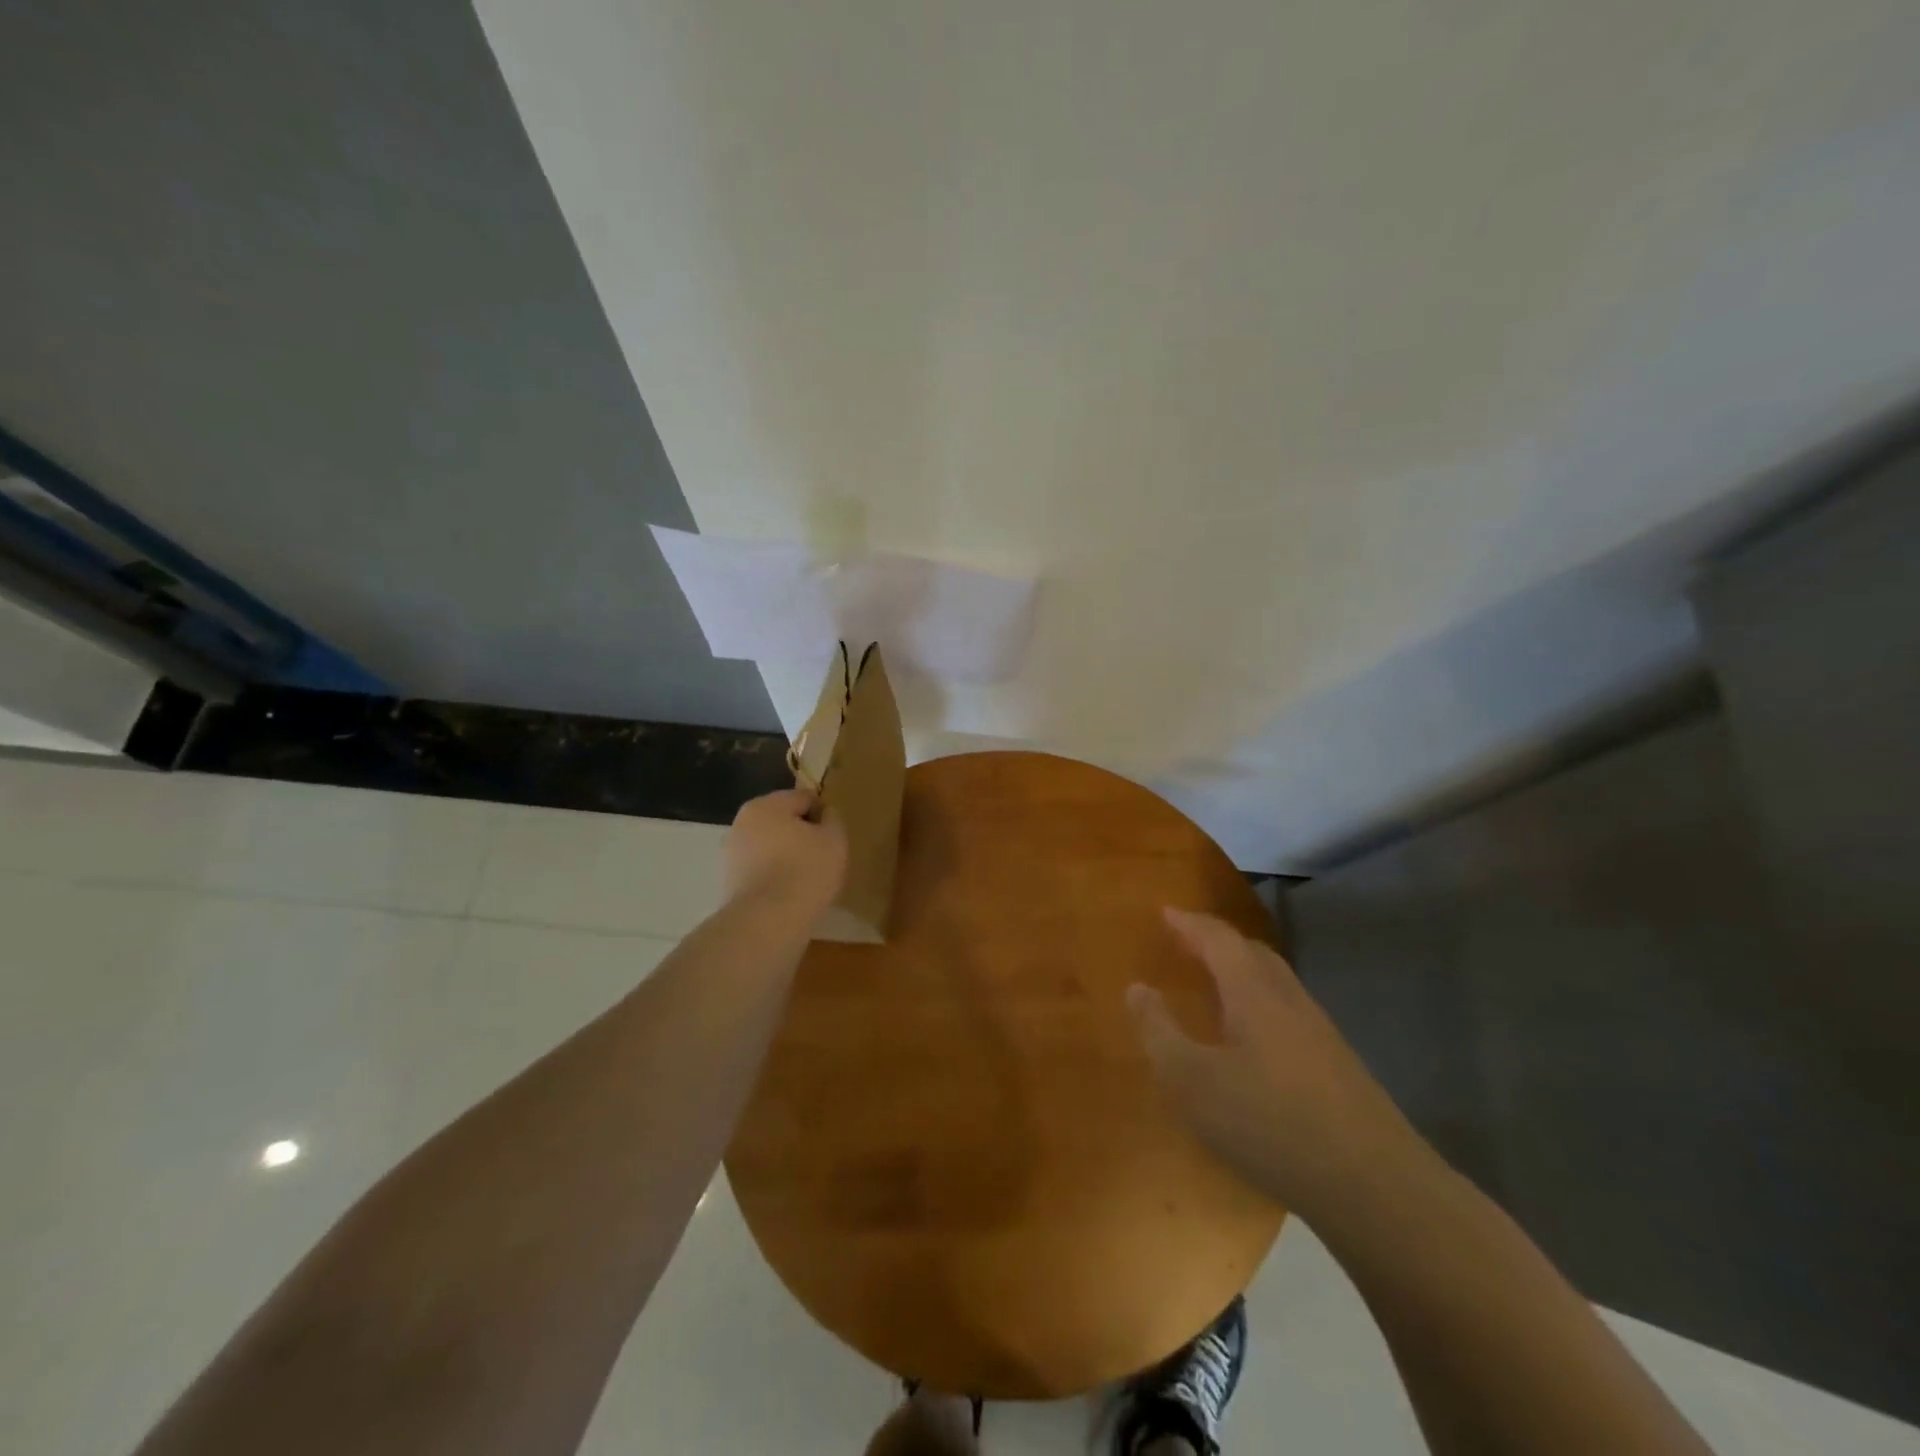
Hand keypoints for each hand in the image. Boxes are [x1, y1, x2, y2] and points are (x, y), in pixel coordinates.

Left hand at [723, 788, 847, 915]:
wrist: (767, 921)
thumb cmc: (805, 871)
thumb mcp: (834, 839)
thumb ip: (832, 819)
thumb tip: (824, 814)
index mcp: (767, 804)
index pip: (804, 798)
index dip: (824, 816)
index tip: (834, 839)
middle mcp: (742, 822)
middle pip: (783, 821)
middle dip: (802, 835)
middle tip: (822, 858)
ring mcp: (731, 852)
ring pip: (769, 846)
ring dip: (786, 855)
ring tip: (806, 879)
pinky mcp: (728, 881)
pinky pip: (760, 869)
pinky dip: (773, 876)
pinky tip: (788, 893)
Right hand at [1128, 908, 1416, 1218]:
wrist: (1375, 1185)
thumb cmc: (1270, 1122)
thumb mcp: (1192, 1081)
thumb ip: (1159, 1031)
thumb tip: (1137, 988)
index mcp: (1253, 991)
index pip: (1218, 938)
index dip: (1189, 923)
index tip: (1165, 911)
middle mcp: (1288, 999)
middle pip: (1252, 952)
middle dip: (1216, 941)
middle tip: (1186, 942)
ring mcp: (1319, 1031)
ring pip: (1273, 982)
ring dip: (1240, 972)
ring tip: (1213, 984)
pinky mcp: (1336, 1064)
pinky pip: (1286, 1011)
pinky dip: (1258, 1003)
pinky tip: (1250, 1039)